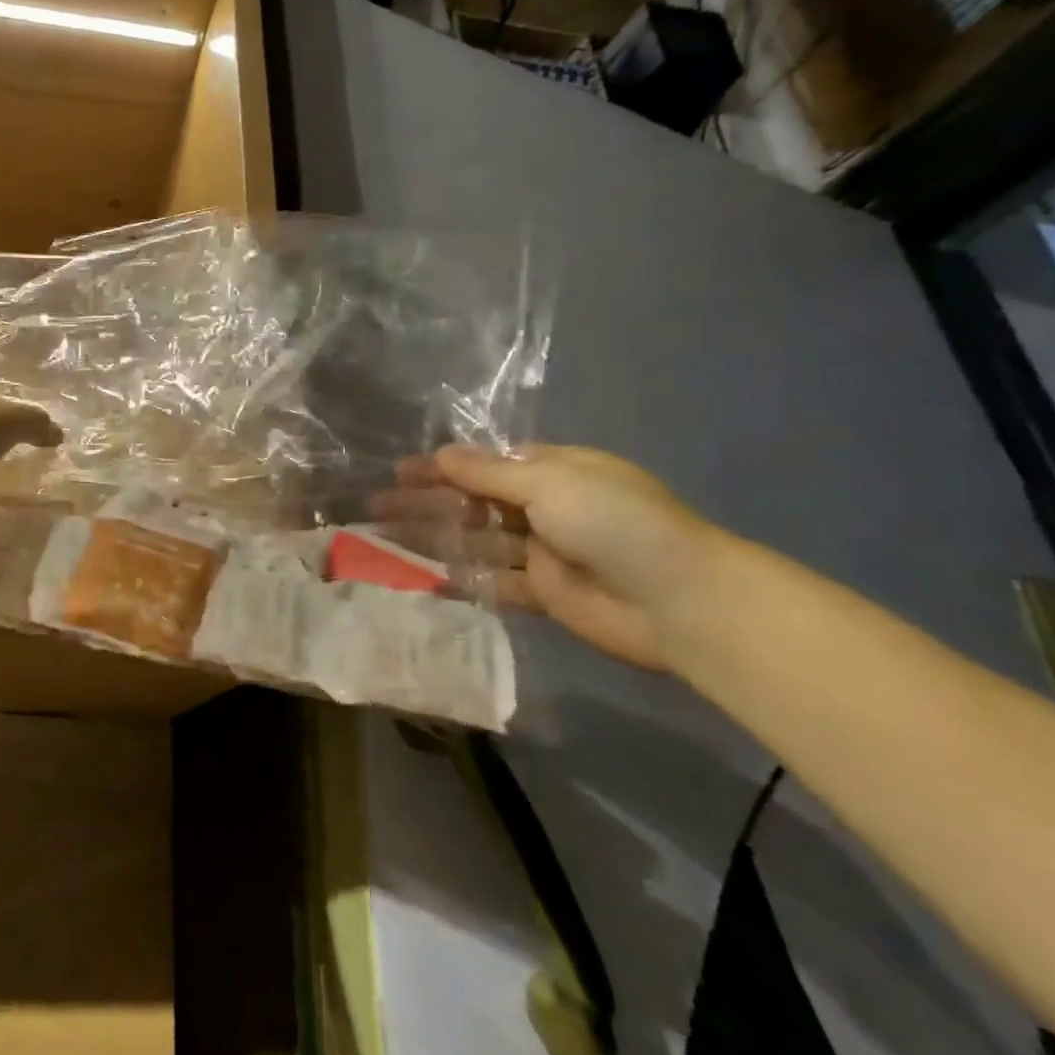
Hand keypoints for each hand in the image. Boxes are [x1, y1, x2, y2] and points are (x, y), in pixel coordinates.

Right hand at [373, 445, 721, 671]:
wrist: (677, 600)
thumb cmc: (614, 523)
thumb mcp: (550, 483)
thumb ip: (489, 474)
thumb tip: (441, 454)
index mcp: (554, 471)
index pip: (486, 465)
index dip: (442, 467)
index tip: (399, 472)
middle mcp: (546, 508)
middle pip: (473, 502)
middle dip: (427, 502)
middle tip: (377, 506)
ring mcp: (543, 552)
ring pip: (476, 541)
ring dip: (434, 538)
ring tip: (384, 537)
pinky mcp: (543, 594)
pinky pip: (492, 582)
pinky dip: (461, 579)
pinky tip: (422, 577)